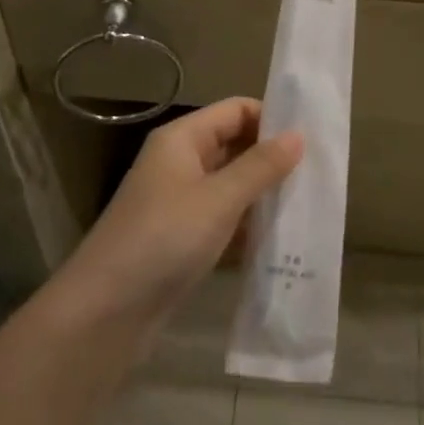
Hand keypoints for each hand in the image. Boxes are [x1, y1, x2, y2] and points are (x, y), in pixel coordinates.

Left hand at [55, 99, 302, 338]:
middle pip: (235, 146)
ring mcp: (180, 202)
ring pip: (232, 185)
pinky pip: (224, 219)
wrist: (104, 313)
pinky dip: (249, 225)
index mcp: (182, 139)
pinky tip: (282, 239)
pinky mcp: (182, 238)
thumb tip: (298, 135)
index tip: (313, 139)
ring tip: (310, 205)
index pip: (236, 110)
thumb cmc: (163, 240)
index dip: (272, 119)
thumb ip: (261, 166)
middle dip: (273, 158)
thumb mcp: (219, 199)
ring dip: (264, 194)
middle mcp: (180, 163)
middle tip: (319, 174)